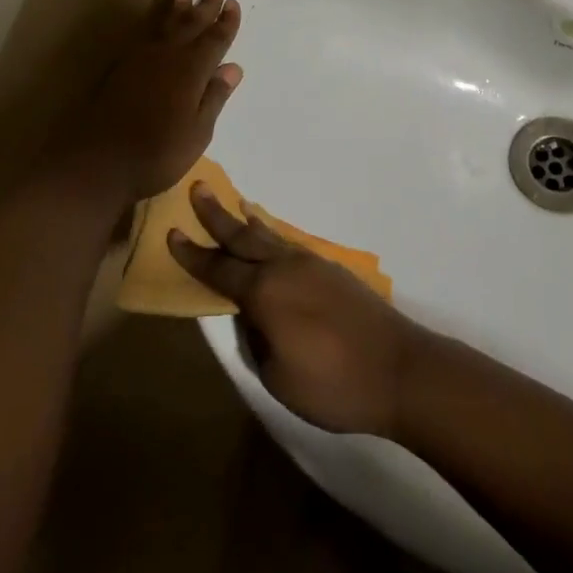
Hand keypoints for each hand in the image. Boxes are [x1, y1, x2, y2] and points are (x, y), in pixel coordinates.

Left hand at [65, 0, 242, 204]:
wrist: (98, 162)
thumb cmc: (157, 153)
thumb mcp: (197, 132)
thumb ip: (214, 97)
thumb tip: (232, 68)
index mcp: (191, 71)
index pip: (214, 40)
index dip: (225, 22)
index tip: (233, 3)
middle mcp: (167, 57)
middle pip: (190, 23)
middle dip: (205, 3)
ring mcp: (141, 60)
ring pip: (164, 25)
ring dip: (177, 8)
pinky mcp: (122, 68)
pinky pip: (144, 34)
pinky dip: (153, 22)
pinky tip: (154, 21)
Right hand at [168, 185, 421, 436]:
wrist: (400, 369)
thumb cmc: (333, 384)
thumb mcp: (277, 376)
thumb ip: (256, 340)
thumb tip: (252, 316)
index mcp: (265, 293)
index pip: (219, 269)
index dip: (194, 255)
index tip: (172, 233)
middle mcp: (285, 267)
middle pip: (243, 237)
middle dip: (217, 216)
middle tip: (198, 188)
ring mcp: (312, 265)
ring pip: (270, 237)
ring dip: (247, 222)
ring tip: (234, 206)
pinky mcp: (333, 271)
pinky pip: (290, 245)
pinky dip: (273, 236)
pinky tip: (272, 239)